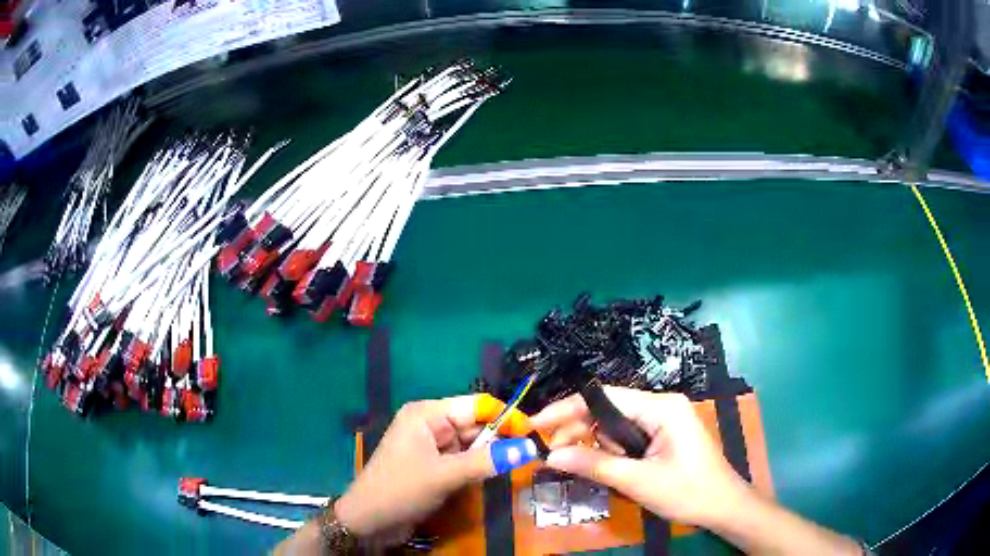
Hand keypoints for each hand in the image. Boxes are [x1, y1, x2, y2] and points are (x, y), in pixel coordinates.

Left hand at [334, 395, 526, 543]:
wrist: (369, 521)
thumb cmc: (400, 490)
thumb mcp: (445, 475)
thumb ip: (487, 461)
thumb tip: (530, 447)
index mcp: (426, 414)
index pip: (475, 405)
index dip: (505, 415)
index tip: (534, 431)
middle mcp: (430, 425)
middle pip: (474, 424)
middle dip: (501, 437)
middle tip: (533, 451)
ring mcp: (431, 447)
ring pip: (472, 444)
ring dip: (491, 454)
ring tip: (521, 462)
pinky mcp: (433, 466)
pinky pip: (464, 460)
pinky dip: (479, 467)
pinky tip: (495, 473)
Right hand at [530, 387, 750, 527]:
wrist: (723, 506)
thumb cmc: (688, 491)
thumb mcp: (639, 481)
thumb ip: (595, 465)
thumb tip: (551, 456)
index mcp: (661, 407)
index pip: (604, 397)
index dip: (567, 409)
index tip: (536, 425)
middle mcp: (661, 406)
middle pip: (607, 410)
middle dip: (578, 431)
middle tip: (552, 455)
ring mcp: (663, 420)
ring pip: (614, 426)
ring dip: (595, 446)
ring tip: (584, 468)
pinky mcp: (663, 436)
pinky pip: (627, 437)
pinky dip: (610, 452)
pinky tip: (605, 468)